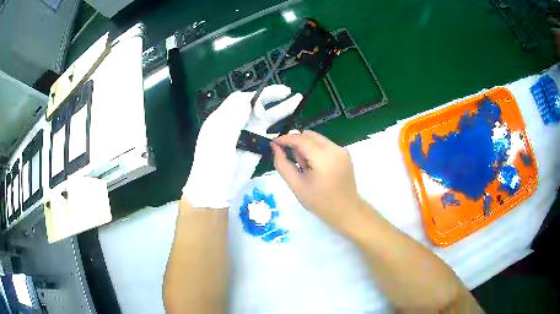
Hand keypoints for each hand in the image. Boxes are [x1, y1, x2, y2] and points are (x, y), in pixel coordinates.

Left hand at [183, 85, 301, 208]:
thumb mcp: (219, 138)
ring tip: (297, 101)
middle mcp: (237, 123)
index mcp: (224, 117)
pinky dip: (282, 132)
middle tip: (288, 91)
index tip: (262, 108)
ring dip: (281, 110)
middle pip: (256, 105)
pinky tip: (294, 129)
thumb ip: (233, 116)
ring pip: (267, 118)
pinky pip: (271, 135)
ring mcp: (248, 135)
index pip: (241, 99)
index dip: (254, 99)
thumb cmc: (213, 162)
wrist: (216, 188)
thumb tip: (248, 98)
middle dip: (272, 96)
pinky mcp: (256, 147)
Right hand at [271, 130, 363, 227]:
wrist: (347, 211)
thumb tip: (275, 147)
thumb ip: (283, 164)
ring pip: (317, 139)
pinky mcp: (345, 154)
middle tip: (292, 161)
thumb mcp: (297, 185)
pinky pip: (325, 145)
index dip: (285, 139)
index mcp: (323, 158)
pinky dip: (316, 151)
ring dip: (306, 147)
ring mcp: (342, 150)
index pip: (301, 139)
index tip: (273, 143)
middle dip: (297, 143)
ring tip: (306, 168)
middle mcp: (335, 149)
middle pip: (309, 135)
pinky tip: (316, 168)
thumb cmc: (320, 202)